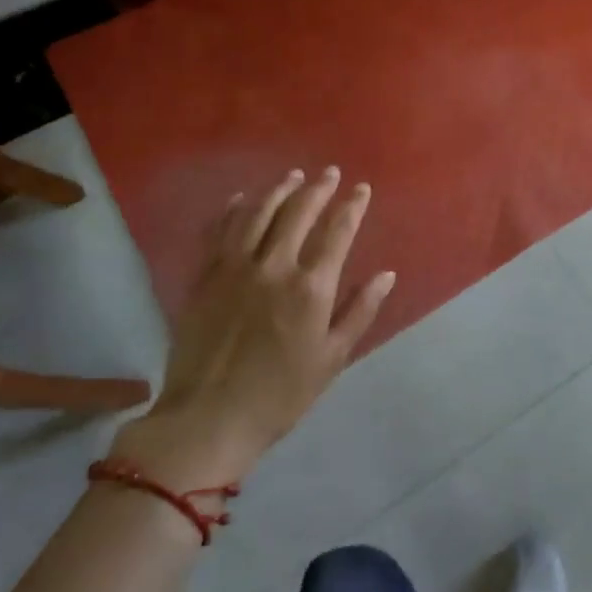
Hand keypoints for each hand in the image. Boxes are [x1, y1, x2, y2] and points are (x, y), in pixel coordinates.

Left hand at [111, 167, 395, 488]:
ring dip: (279, 190)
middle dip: (318, 189)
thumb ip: (360, 311)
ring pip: (258, 214)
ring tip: (293, 176)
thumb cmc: (280, 394)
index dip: (352, 206)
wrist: (208, 418)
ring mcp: (234, 268)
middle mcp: (274, 266)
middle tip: (329, 173)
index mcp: (310, 288)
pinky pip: (219, 232)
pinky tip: (242, 198)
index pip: (337, 232)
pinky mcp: (204, 277)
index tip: (361, 189)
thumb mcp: (332, 358)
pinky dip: (233, 210)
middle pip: (298, 213)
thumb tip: (386, 275)